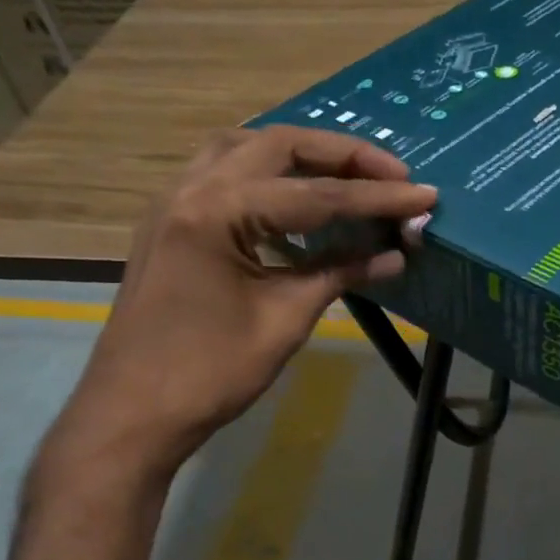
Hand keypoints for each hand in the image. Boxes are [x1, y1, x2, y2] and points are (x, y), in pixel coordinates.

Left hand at [45, 126, 436, 485]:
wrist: (134, 413)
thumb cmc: (210, 373)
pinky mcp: (171, 224)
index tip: (425, 195)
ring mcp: (173, 203)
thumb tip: (395, 254)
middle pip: (277, 146)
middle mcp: (190, 189)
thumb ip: (339, 274)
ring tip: (348, 177)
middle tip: (392, 175)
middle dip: (340, 156)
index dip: (377, 197)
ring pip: (244, 150)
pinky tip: (296, 202)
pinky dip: (267, 176)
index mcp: (216, 212)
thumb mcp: (284, 320)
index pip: (315, 195)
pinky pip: (223, 175)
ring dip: (300, 156)